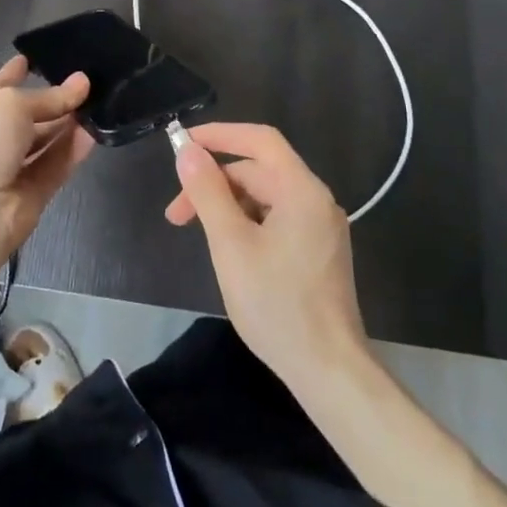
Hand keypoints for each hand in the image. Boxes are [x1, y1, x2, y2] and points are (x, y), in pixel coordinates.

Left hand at [0, 55, 93, 284]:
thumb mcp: (12, 106)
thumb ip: (49, 96)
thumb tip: (82, 82)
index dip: (13, 73)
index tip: (31, 58)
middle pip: (27, 115)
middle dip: (52, 100)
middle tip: (85, 82)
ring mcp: (13, 167)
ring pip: (45, 140)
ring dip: (68, 123)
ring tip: (97, 102)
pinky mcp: (34, 191)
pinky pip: (57, 164)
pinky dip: (73, 149)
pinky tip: (94, 132)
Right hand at [166, 122, 367, 389]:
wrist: (329, 371)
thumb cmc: (277, 304)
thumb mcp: (231, 245)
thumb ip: (207, 193)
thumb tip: (187, 151)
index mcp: (302, 190)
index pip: (260, 140)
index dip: (220, 134)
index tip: (183, 143)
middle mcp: (316, 200)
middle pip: (259, 171)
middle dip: (215, 183)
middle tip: (177, 213)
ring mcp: (321, 228)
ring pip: (266, 197)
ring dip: (228, 206)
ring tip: (198, 235)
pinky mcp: (319, 252)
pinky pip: (278, 220)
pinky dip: (247, 224)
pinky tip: (228, 250)